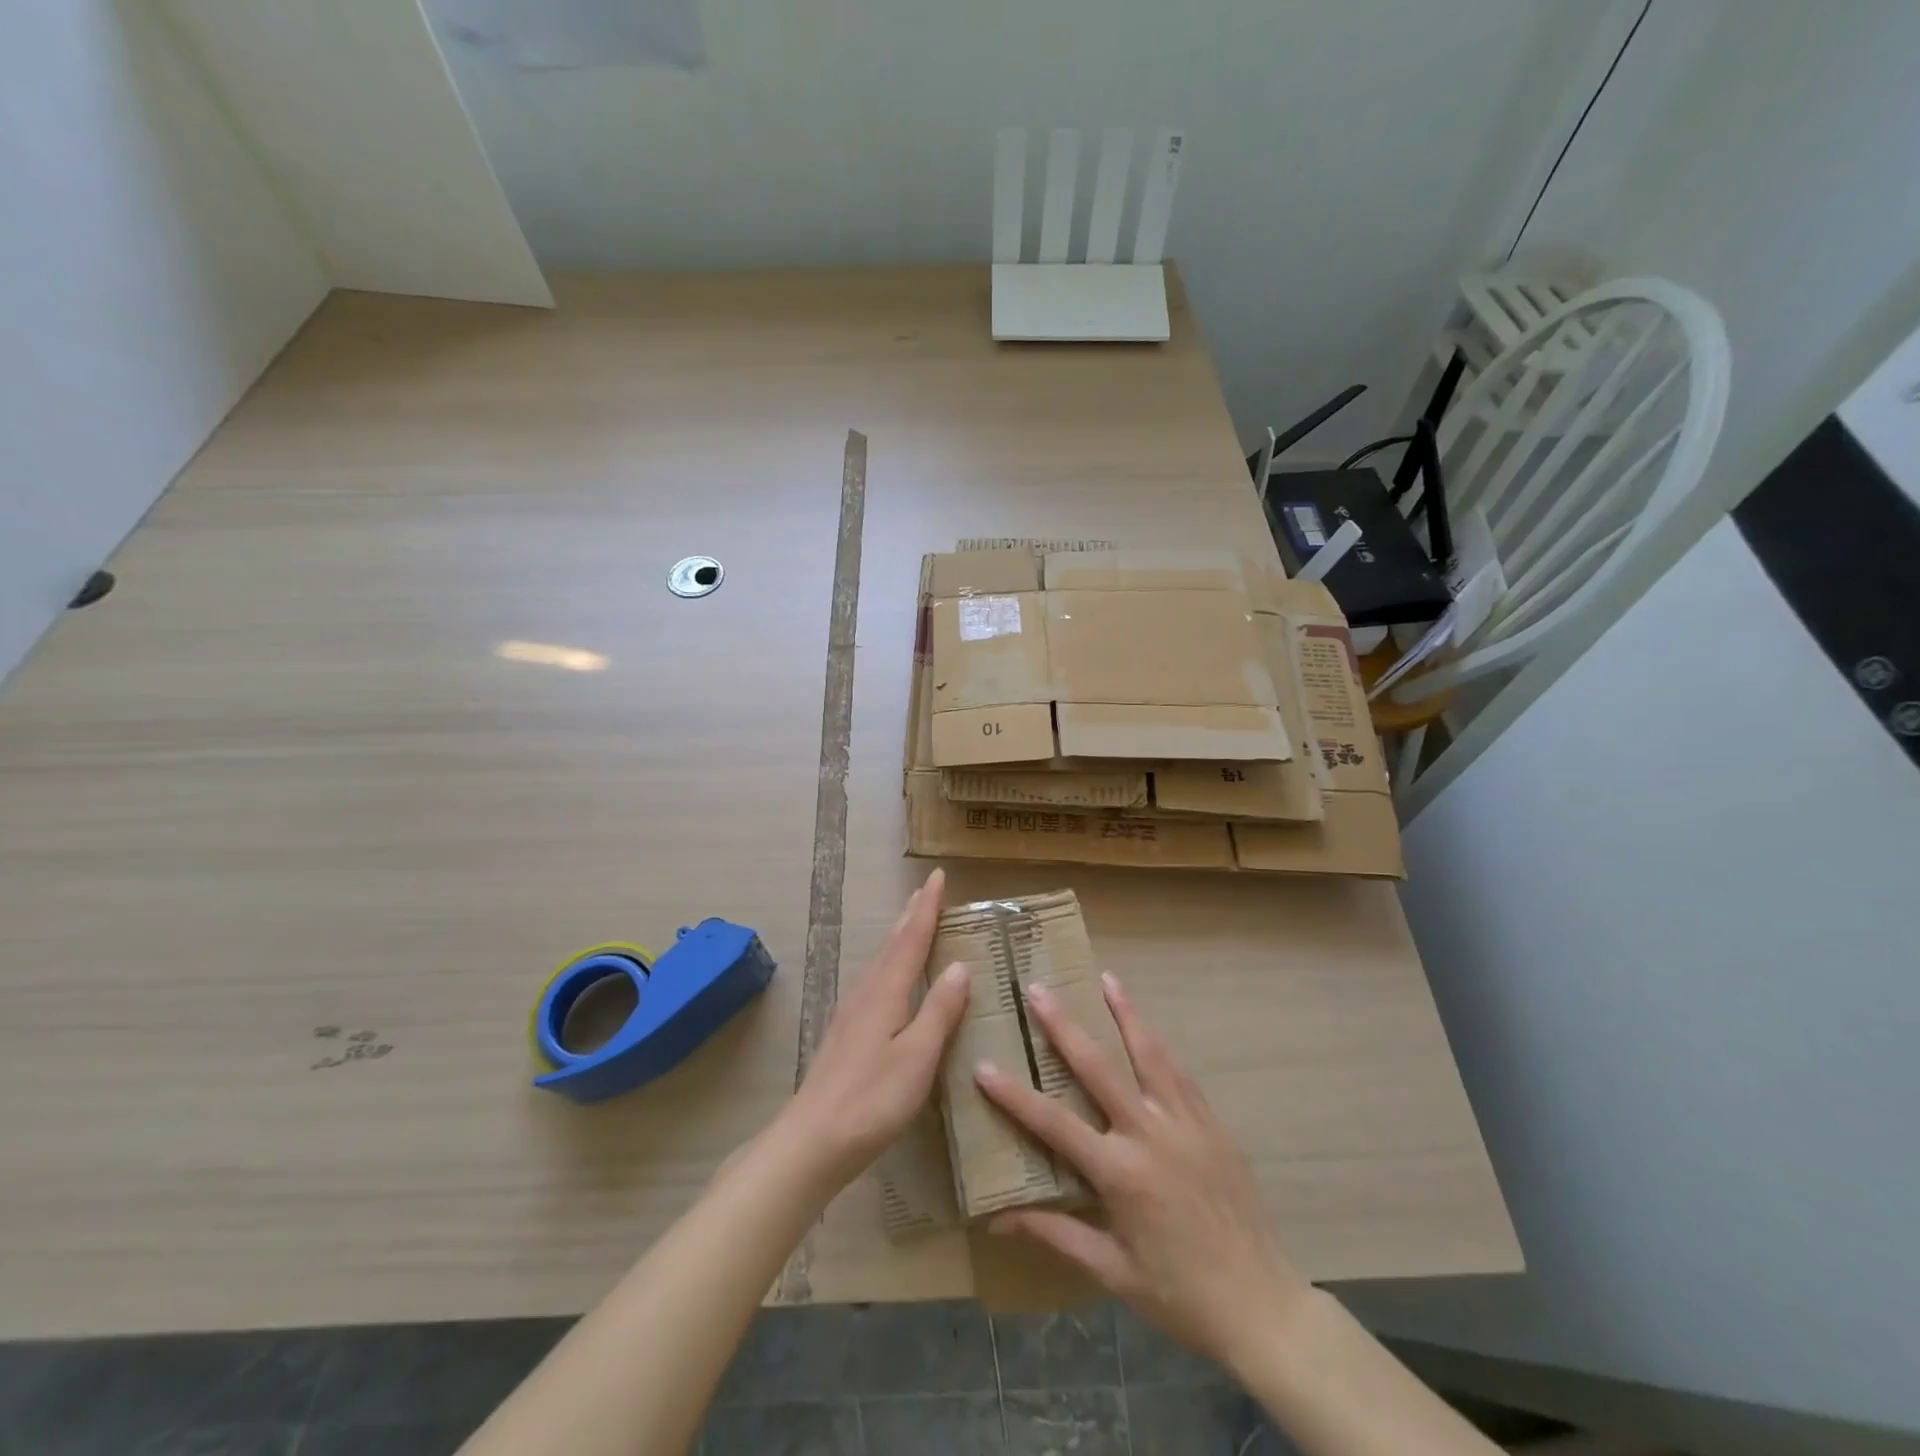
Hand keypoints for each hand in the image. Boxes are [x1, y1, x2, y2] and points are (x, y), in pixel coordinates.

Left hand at [782, 868, 970, 1187]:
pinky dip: (888, 963)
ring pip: (879, 961)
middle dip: (911, 915)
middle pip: (892, 944)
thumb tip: (959, 965)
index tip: (937, 876)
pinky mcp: (845, 1033)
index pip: (911, 939)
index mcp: (886, 992)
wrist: (812, 1141)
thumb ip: (939, 1010)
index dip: (927, 908)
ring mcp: (851, 1013)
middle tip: (925, 890)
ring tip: (911, 922)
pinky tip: (888, 979)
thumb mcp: (917, 1056)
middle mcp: (866, 993)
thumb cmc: (872, 1100)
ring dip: (898, 937)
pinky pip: (873, 980)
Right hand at [974, 973, 1310, 1374]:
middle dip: (1064, 1026)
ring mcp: (1186, 1123)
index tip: (984, 1066)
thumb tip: (998, 1219)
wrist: (1262, 1306)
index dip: (1015, 1096)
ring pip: (1149, 1054)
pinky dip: (1160, 1045)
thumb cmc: (1179, 1295)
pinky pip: (1180, 1074)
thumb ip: (1056, 1235)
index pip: (1055, 1124)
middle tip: (1038, 990)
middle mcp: (1151, 1135)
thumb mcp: (1112, 1272)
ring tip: (1108, 978)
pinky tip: (1148, 1026)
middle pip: (1099, 1068)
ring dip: (1126, 1014)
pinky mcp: (1213, 1124)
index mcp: (1121, 1173)